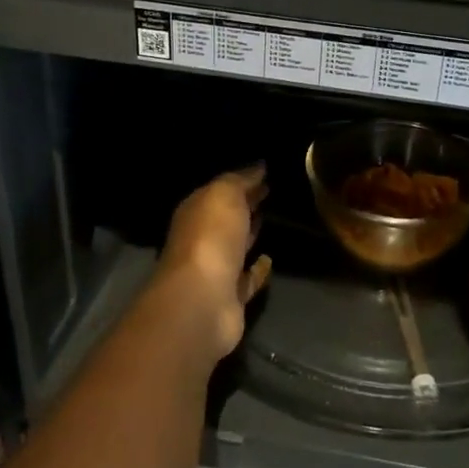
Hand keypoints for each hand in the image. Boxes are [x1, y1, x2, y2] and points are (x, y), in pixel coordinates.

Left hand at [156, 165, 272, 362]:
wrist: (203, 300)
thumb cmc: (210, 237)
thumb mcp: (224, 195)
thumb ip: (240, 179)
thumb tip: (258, 167)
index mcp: (195, 212)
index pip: (220, 191)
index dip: (242, 182)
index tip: (266, 172)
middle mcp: (201, 239)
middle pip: (226, 218)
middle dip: (245, 205)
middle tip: (271, 191)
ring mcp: (215, 270)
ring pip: (235, 247)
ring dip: (250, 234)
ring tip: (273, 219)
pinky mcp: (230, 297)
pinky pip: (247, 278)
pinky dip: (258, 269)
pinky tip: (270, 258)